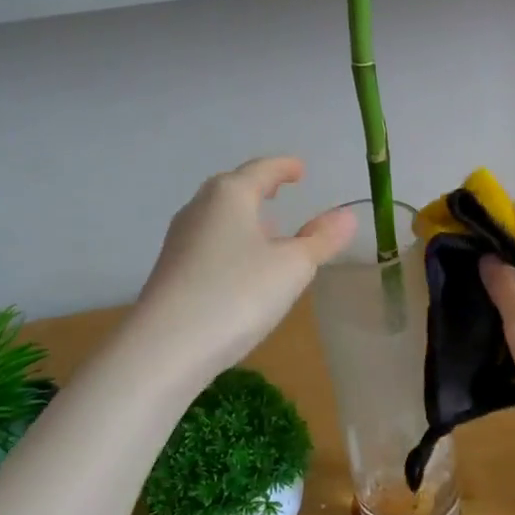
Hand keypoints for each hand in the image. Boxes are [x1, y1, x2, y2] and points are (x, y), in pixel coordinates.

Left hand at [135, 157, 354, 377]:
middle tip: (279, 190)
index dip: (284, 167)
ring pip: (218, 218)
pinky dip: (231, 243)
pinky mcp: (172, 271)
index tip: (300, 168)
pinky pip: (209, 244)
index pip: (261, 170)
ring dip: (244, 219)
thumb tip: (347, 215)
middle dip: (258, 189)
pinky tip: (242, 268)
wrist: (167, 346)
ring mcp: (180, 240)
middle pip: (232, 189)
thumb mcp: (293, 267)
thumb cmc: (238, 294)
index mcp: (230, 195)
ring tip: (267, 231)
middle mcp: (200, 209)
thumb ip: (321, 239)